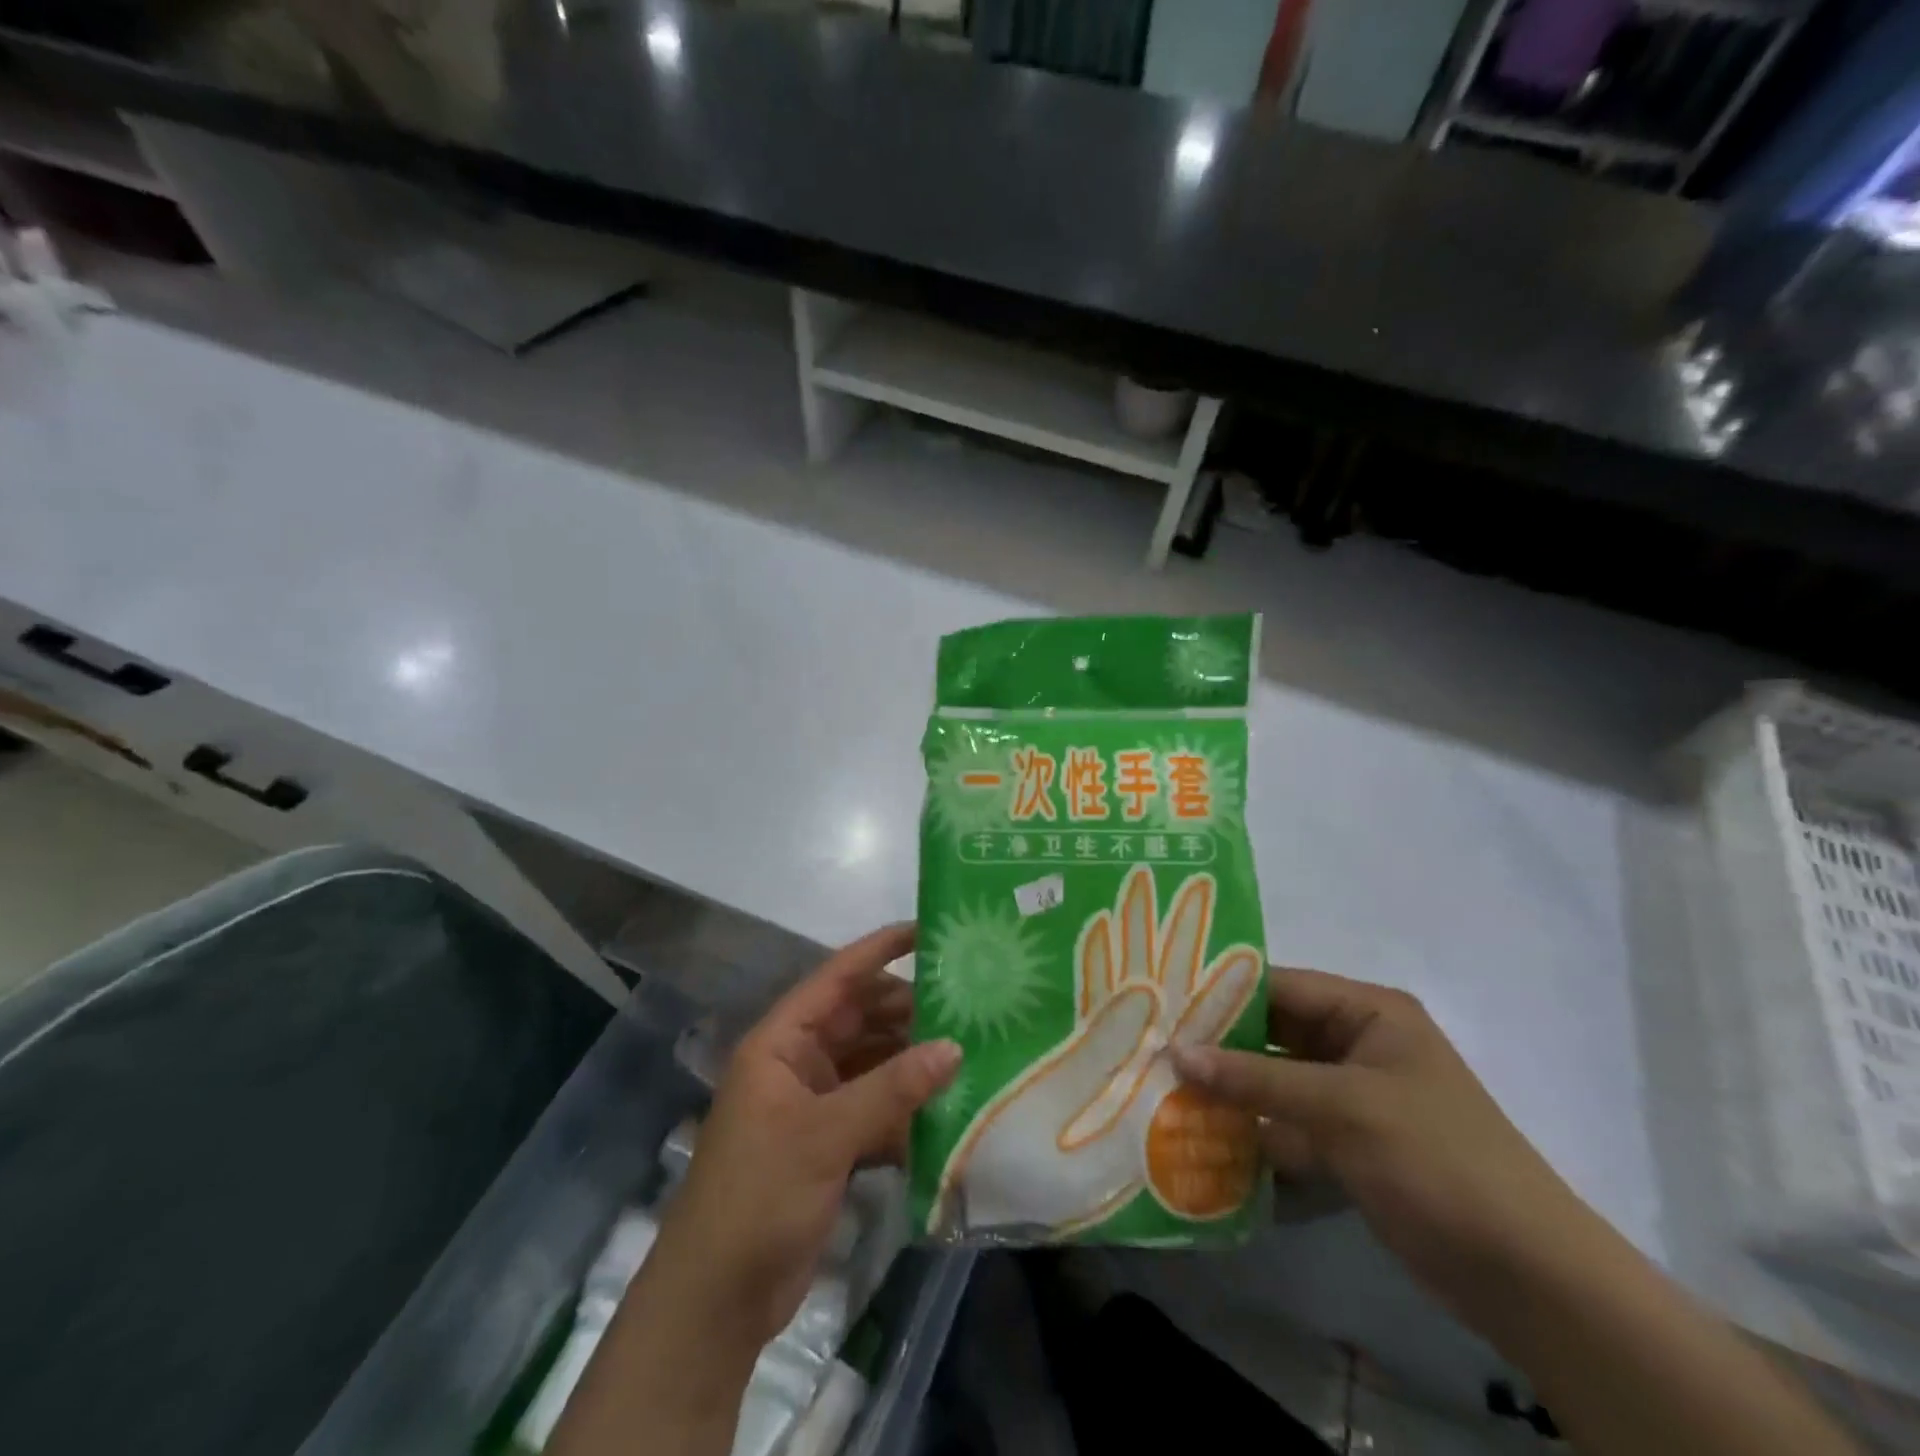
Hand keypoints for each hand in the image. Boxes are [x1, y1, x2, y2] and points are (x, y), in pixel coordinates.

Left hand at [645, 924, 961, 1351]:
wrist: (716, 1300)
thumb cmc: (758, 1196)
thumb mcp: (825, 1135)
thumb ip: (891, 1089)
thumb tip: (954, 1047)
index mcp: (781, 1042)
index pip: (835, 978)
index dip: (878, 951)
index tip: (926, 931)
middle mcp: (798, 1062)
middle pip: (860, 1018)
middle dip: (907, 1008)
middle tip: (966, 999)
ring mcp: (814, 1103)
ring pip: (872, 1061)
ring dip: (912, 1057)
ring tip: (968, 1045)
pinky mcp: (830, 1142)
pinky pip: (876, 1105)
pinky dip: (906, 1103)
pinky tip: (948, 1103)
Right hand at [1170, 967, 1587, 1326]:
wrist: (1526, 1276)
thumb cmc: (1437, 1160)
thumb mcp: (1343, 1107)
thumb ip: (1256, 1078)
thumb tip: (1176, 1053)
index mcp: (1369, 1012)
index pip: (1279, 986)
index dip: (1221, 993)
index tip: (1160, 1002)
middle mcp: (1357, 1043)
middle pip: (1273, 1031)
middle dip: (1218, 1043)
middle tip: (1152, 1046)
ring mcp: (1352, 1095)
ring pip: (1274, 1078)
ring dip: (1229, 1088)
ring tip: (1163, 1087)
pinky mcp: (1348, 1142)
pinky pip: (1286, 1121)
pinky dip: (1252, 1128)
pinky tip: (1201, 1136)